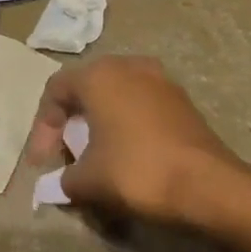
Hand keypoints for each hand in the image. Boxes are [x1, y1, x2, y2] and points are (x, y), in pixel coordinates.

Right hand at [27, 56, 244, 226]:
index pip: (55, 91)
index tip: (42, 163)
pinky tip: (126, 154)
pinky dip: (125, 125)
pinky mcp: (181, 99)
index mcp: (98, 75)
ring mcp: (159, 79)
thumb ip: (65, 178)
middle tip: (65, 155)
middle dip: (70, 123)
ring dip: (99, 123)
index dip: (42, 128)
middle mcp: (127, 66)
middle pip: (85, 88)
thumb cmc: (137, 171)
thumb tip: (63, 182)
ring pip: (115, 95)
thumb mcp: (88, 180)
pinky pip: (140, 105)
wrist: (208, 185)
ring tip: (94, 156)